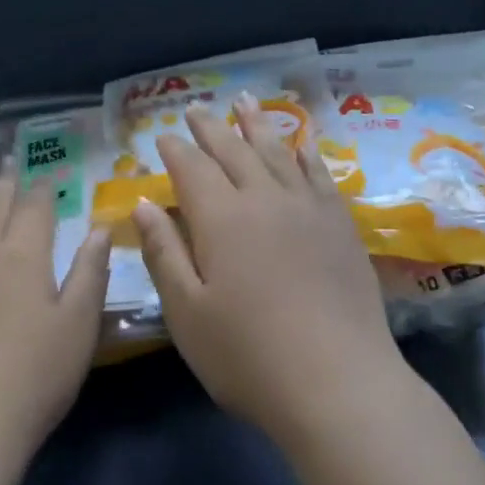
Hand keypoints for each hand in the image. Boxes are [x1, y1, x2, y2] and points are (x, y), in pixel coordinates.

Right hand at [132, 95, 407, 449]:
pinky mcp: (341, 226)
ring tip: (245, 101)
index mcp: (222, 218)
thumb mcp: (187, 312)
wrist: (339, 384)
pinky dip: (306, 154)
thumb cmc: (248, 356)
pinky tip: (302, 144)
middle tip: (196, 109)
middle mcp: (265, 200)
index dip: (176, 150)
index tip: (163, 136)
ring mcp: (308, 209)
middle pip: (234, 151)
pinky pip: (320, 175)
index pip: (193, 169)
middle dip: (211, 128)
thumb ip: (164, 253)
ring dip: (257, 125)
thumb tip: (143, 204)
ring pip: (278, 152)